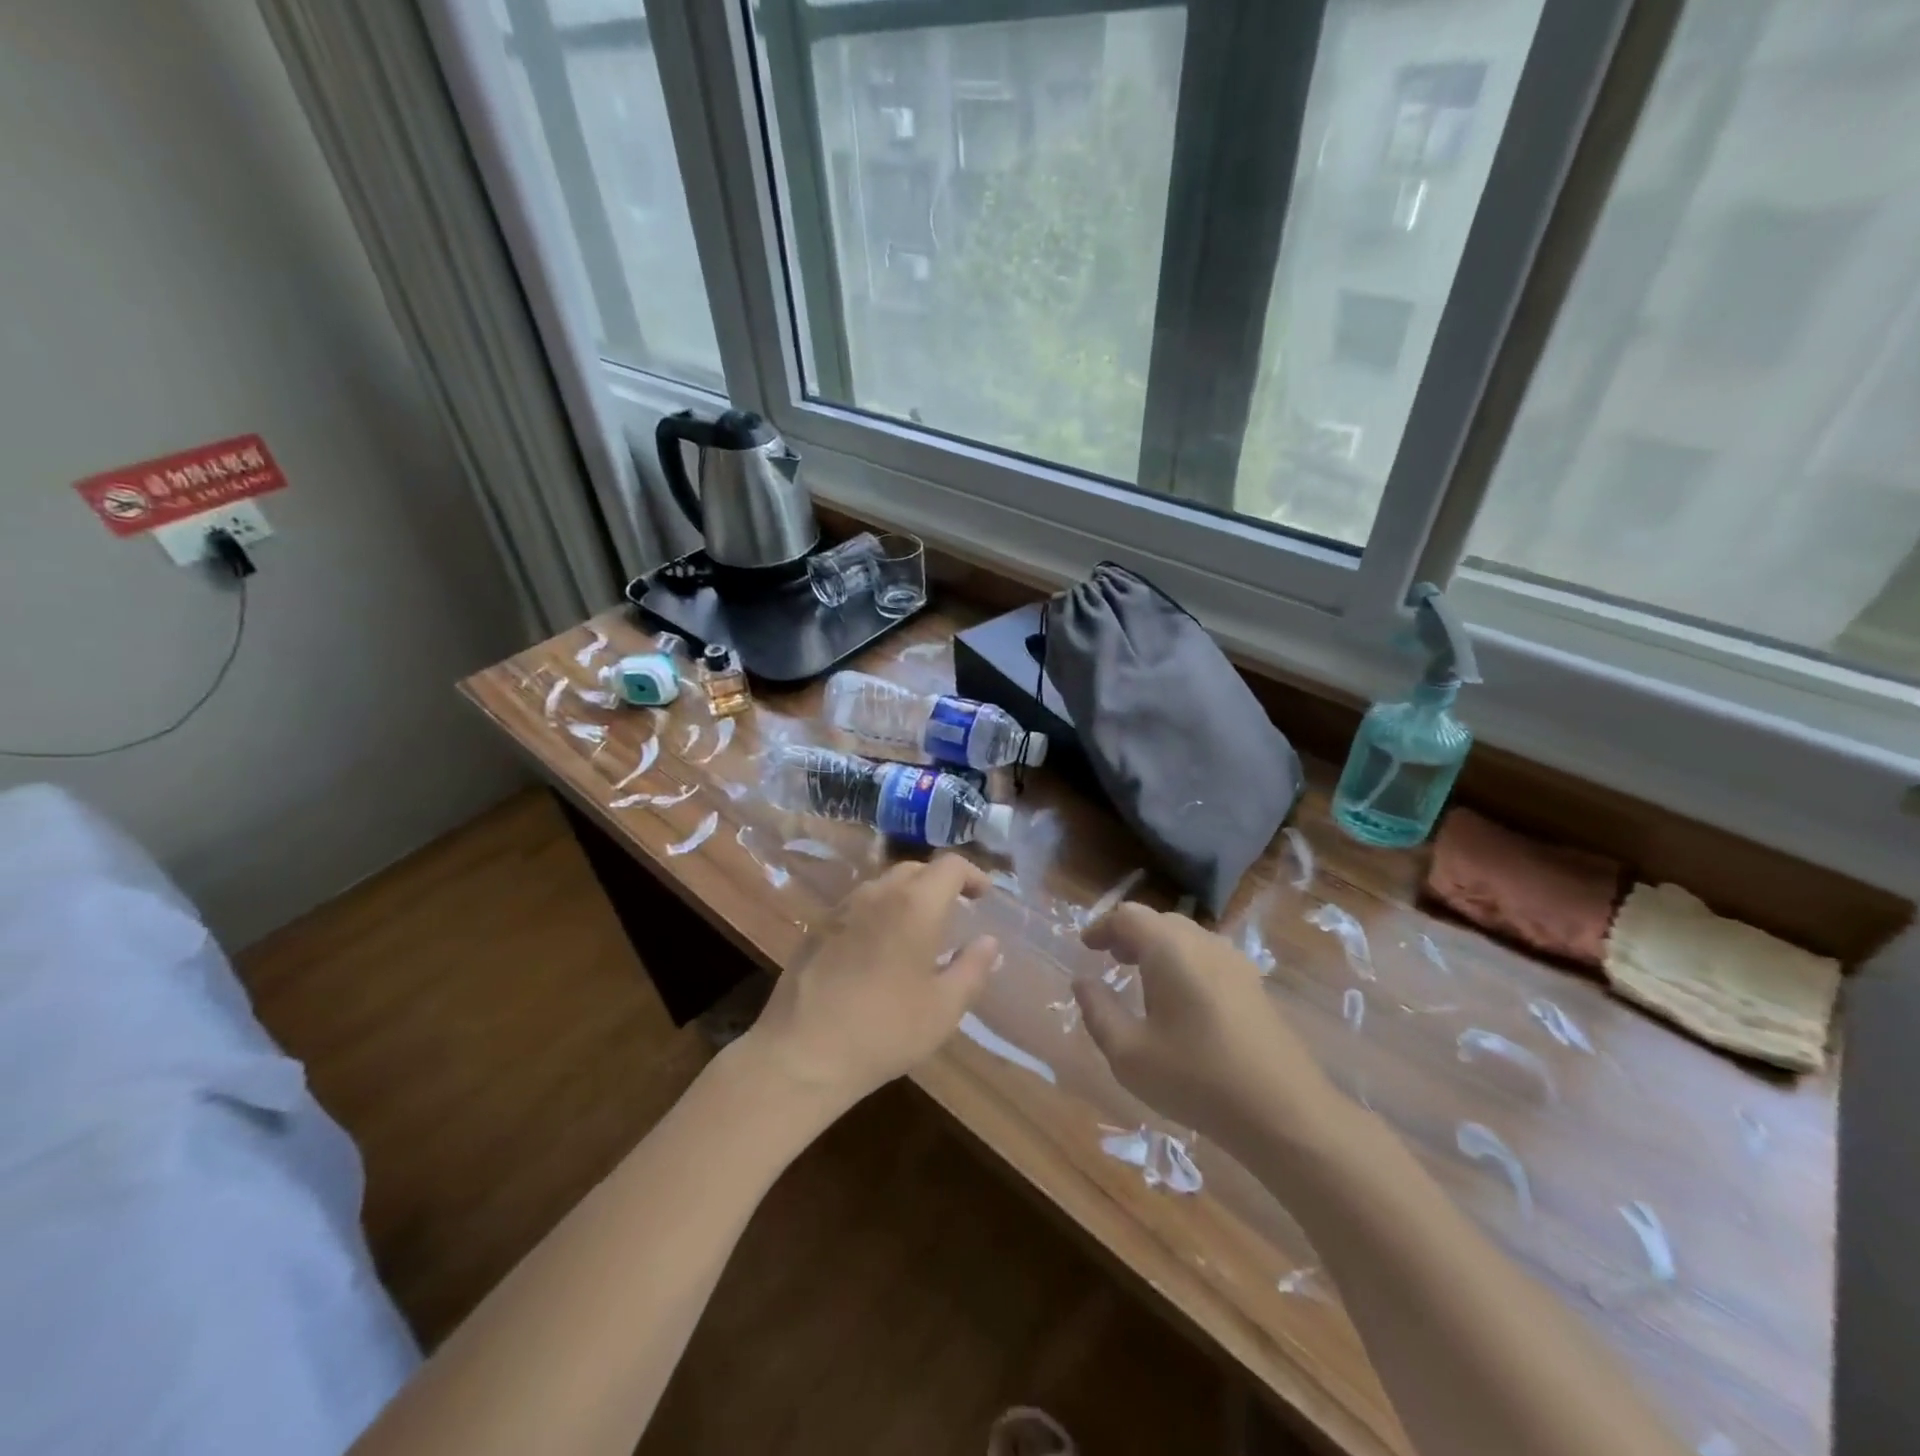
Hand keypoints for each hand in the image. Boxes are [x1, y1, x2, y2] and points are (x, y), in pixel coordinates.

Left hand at [742, 855, 998, 1114]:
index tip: (983, 896)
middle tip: (954, 912)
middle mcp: (877, 893)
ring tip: (917, 931)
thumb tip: (988, 941)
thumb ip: (973, 968)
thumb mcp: (944, 1008)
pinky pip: (857, 907)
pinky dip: (878, 914)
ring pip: (883, 885)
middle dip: (939, 883)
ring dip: (906, 897)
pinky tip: (878, 950)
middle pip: (915, 869)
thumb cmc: (885, 1029)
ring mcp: (841, 909)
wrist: (802, 1053)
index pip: (950, 865)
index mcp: (914, 904)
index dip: (972, 874)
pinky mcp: (816, 929)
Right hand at [1073, 905, 1332, 1148]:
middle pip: (1159, 921)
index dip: (1102, 926)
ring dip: (1157, 948)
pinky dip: (1184, 963)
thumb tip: (1083, 981)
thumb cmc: (1196, 1079)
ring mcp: (1235, 962)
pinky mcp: (1254, 985)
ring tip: (1141, 979)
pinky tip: (1181, 1000)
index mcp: (1169, 949)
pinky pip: (1208, 957)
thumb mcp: (1129, 1054)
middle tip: (1110, 960)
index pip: (1127, 916)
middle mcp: (1203, 943)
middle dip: (1129, 934)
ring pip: (1186, 937)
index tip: (1086, 947)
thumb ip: (1098, 1011)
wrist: (1285, 1114)